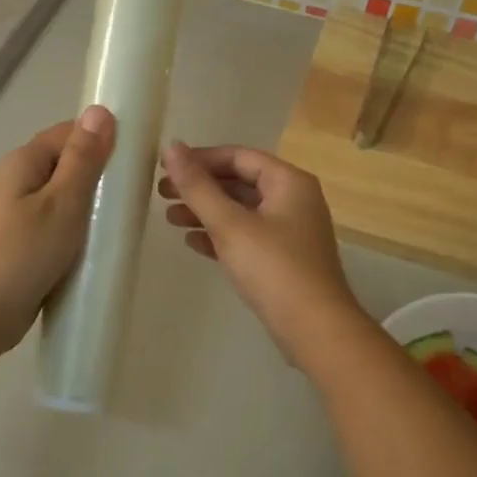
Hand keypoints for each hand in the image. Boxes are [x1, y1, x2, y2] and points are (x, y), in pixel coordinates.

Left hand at [0, 107, 115, 355]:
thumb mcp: (62, 203)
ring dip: (91, 206)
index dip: (102, 139)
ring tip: (122, 221)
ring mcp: (17, 214)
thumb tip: (101, 111)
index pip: (68, 133)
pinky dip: (78, 231)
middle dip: (100, 175)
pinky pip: (57, 225)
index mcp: (22, 162)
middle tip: (134, 195)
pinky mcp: (22, 243)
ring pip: (63, 198)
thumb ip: (83, 159)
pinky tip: (98, 246)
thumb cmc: (23, 254)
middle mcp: (16, 181)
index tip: (136, 158)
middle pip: (66, 164)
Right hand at [157, 142, 364, 364]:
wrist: (315, 329)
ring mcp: (291, 231)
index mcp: (289, 182)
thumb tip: (172, 147)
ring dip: (206, 212)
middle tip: (161, 194)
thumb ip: (198, 187)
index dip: (201, 159)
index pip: (239, 157)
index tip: (167, 168)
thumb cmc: (274, 269)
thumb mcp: (230, 225)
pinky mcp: (284, 259)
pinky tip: (193, 243)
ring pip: (241, 211)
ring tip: (170, 219)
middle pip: (240, 182)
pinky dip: (221, 236)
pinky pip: (247, 236)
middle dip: (200, 188)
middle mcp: (294, 200)